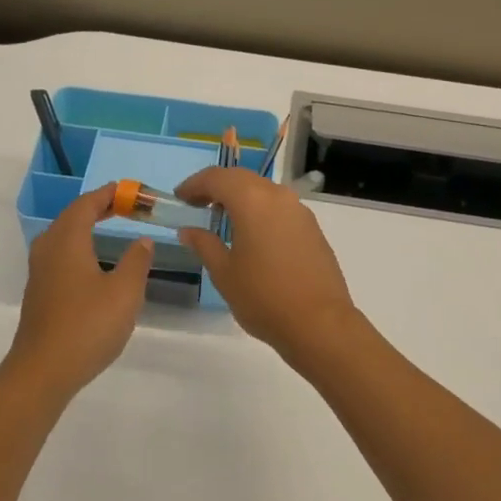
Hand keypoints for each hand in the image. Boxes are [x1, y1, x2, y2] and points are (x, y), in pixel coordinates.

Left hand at [5, 183, 154, 394]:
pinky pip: (59, 256)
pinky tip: (92, 263)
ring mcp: (40, 272)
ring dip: (85, 227)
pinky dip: (78, 247)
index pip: (86, 204)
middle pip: (71, 217)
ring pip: (62, 237)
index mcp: (67, 240)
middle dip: (96, 208)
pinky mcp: (39, 293)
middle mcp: (49, 249)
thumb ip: (137, 261)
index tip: (128, 190)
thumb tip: (142, 240)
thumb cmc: (88, 325)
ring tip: (108, 228)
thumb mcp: (125, 292)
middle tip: (123, 206)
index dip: (107, 194)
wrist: (43, 371)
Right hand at [174, 167, 360, 356]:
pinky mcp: (312, 228)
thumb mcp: (224, 273)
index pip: (217, 178)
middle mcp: (278, 196)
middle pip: (242, 179)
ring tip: (223, 220)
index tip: (180, 198)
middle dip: (217, 187)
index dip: (195, 184)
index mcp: (252, 200)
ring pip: (263, 191)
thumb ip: (204, 244)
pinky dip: (260, 211)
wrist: (320, 323)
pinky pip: (280, 208)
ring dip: (241, 198)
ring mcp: (299, 211)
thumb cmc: (263, 297)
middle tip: (197, 205)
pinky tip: (253, 235)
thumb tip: (188, 230)